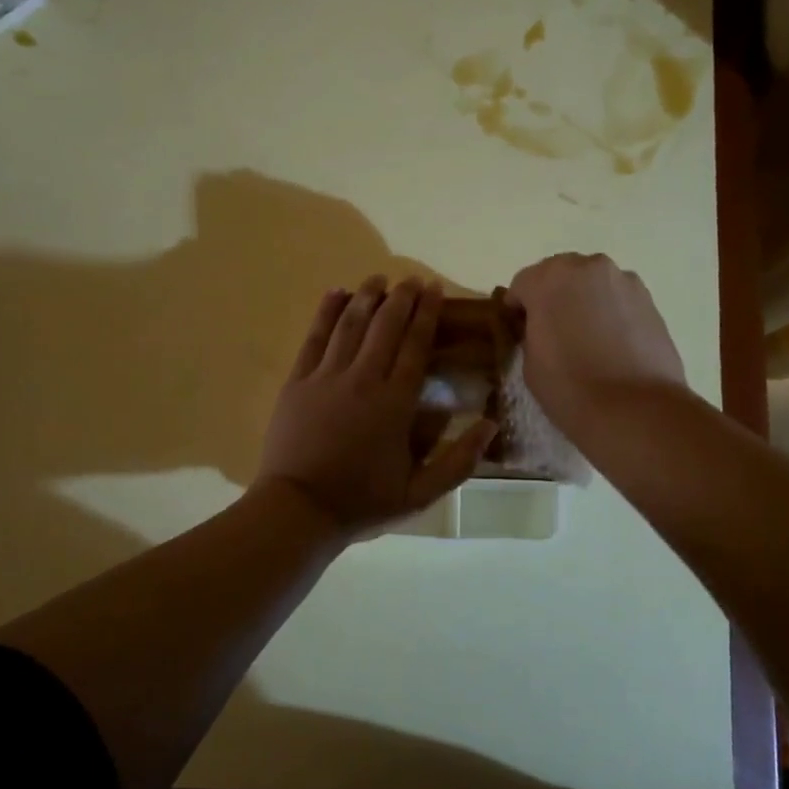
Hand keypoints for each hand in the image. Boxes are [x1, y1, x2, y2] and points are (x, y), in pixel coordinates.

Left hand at [256, 275, 496, 533]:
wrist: (297, 510)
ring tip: (379, 278)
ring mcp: (326, 377)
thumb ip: (458, 460)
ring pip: (350, 324)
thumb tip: (491, 425)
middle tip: (413, 279)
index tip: (434, 289)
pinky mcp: (298, 381)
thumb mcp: (420, 493)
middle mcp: (363, 379)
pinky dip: (326, 312)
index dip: (427, 314)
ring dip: (366, 297)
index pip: (416, 346)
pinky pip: (313, 337)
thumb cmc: (362, 502)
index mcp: (395, 403)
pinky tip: (335, 293)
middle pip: (385, 326)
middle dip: (402, 298)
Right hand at [505, 253, 687, 435]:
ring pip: (592, 284)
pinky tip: (611, 344)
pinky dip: (610, 312)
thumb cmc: (570, 388)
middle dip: (553, 297)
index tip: (519, 332)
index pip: (521, 284)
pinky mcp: (650, 300)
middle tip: (553, 332)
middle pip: (560, 275)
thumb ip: (533, 332)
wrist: (636, 410)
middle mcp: (588, 268)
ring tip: (586, 339)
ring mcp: (624, 281)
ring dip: (584, 301)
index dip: (517, 309)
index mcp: (549, 279)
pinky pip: (618, 299)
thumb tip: (544, 328)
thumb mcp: (530, 362)